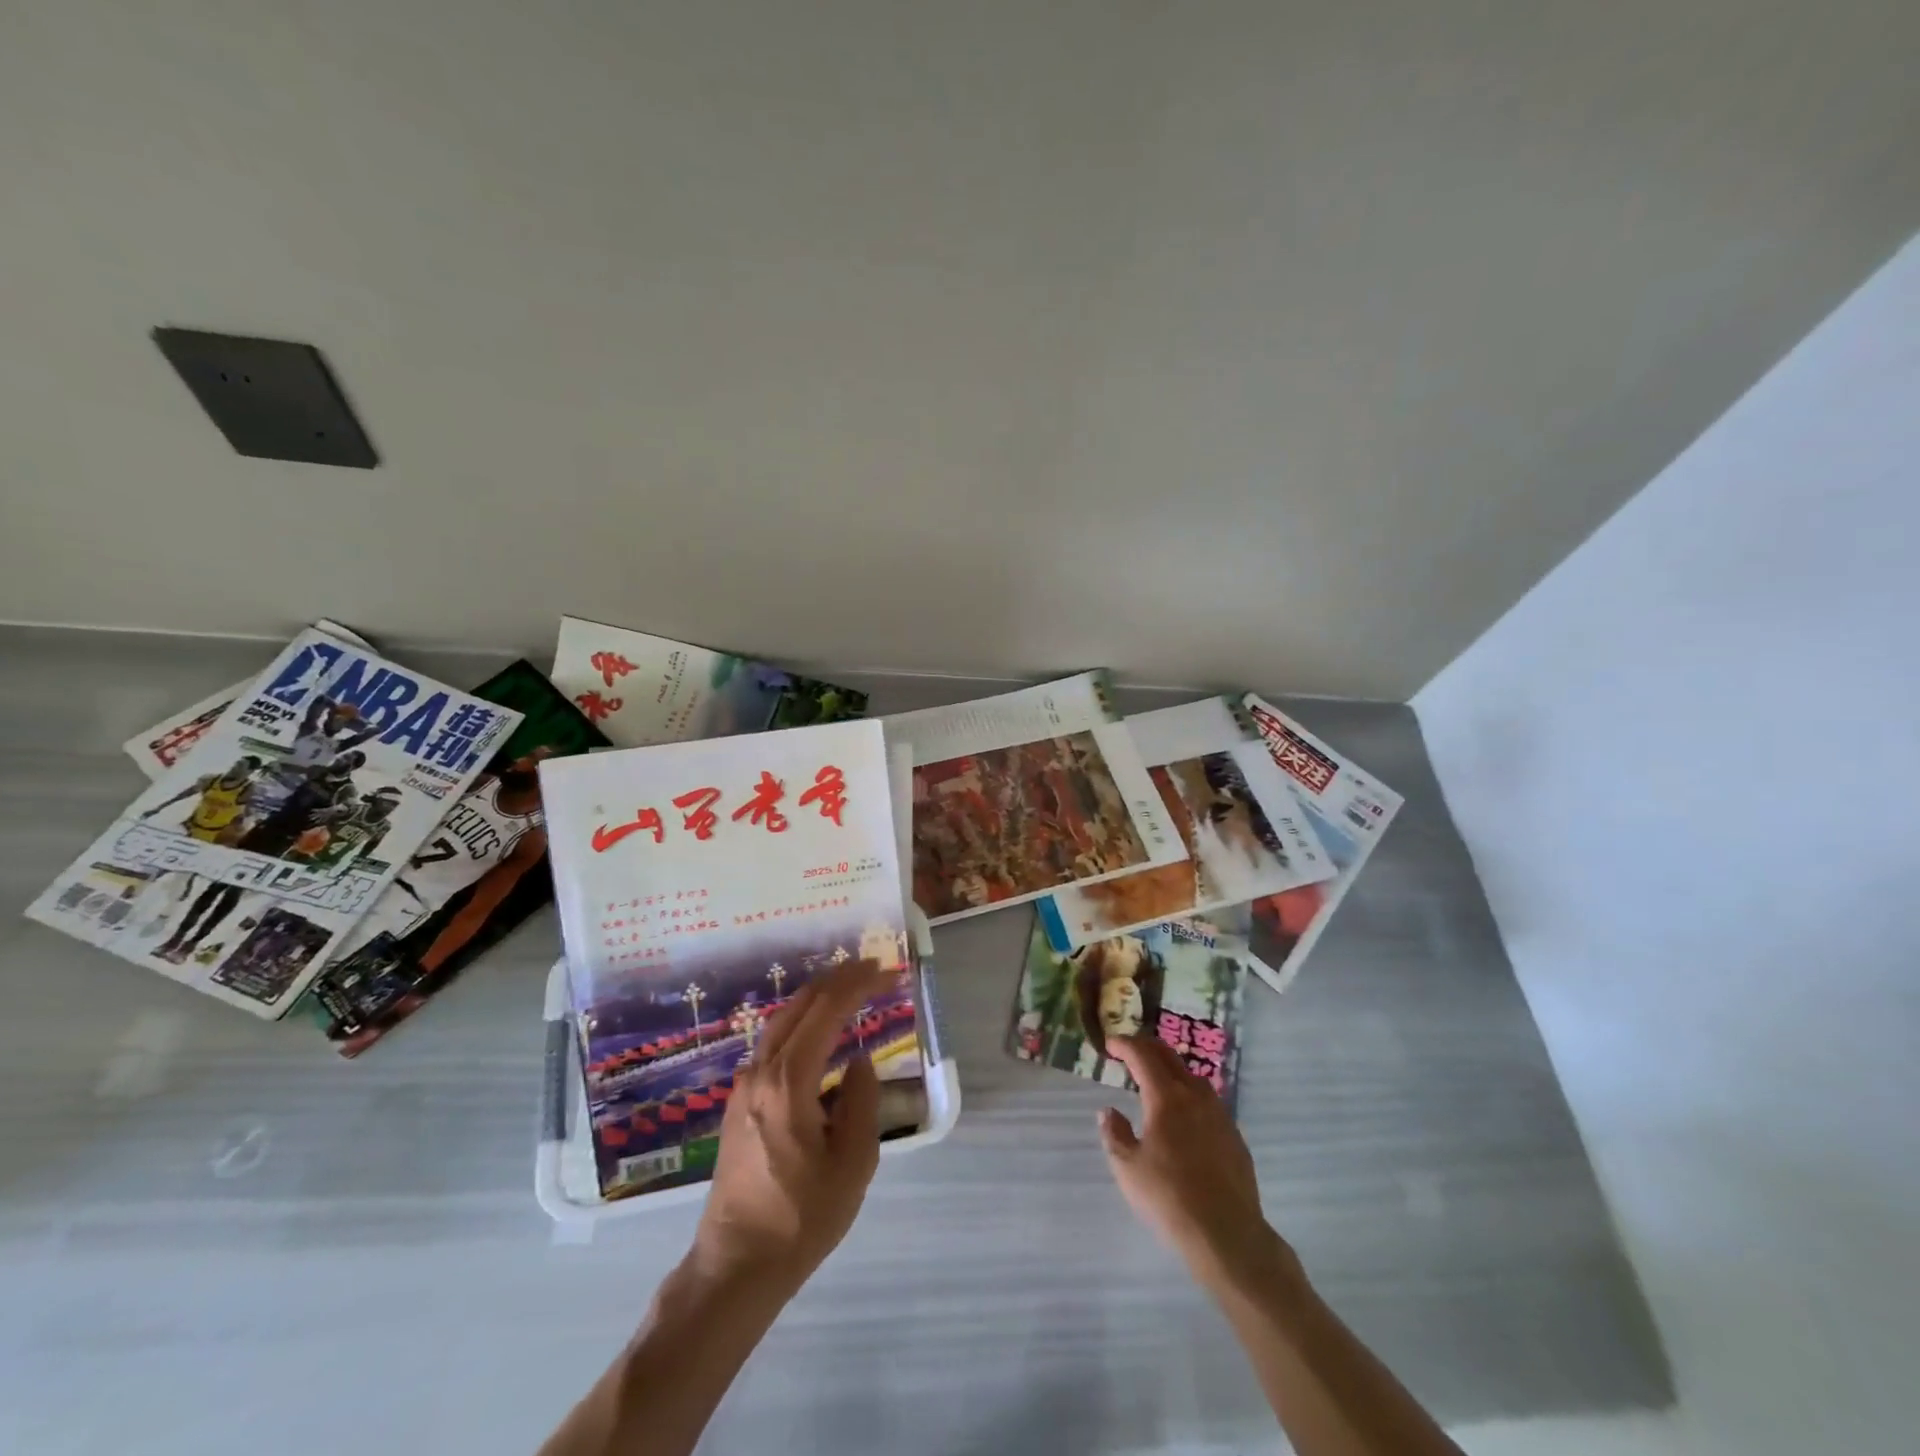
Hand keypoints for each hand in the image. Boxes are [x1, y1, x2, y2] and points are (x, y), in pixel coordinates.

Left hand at [688, 960, 890, 1295]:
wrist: (737, 1265)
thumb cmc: (802, 1217)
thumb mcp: (853, 1163)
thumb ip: (862, 1101)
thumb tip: (859, 1061)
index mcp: (789, 1082)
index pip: (825, 1012)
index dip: (856, 984)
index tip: (883, 970)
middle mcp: (760, 1073)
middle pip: (798, 1007)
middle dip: (835, 981)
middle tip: (868, 969)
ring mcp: (743, 1087)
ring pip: (780, 1023)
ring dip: (814, 1000)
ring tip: (846, 990)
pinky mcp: (737, 1103)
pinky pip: (771, 1045)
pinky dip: (798, 1024)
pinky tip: (815, 1033)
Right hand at [1100, 1034, 1293, 1290]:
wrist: (1228, 1235)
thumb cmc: (1170, 1198)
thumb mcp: (1128, 1169)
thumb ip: (1115, 1134)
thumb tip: (1109, 1112)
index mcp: (1165, 1097)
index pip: (1142, 1056)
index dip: (1124, 1044)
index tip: (1110, 1044)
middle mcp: (1195, 1095)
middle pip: (1169, 1057)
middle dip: (1147, 1048)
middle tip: (1129, 1051)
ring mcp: (1219, 1114)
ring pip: (1191, 1077)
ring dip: (1170, 1070)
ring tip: (1155, 1081)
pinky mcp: (1234, 1135)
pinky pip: (1207, 1101)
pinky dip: (1189, 1095)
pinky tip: (1184, 1116)